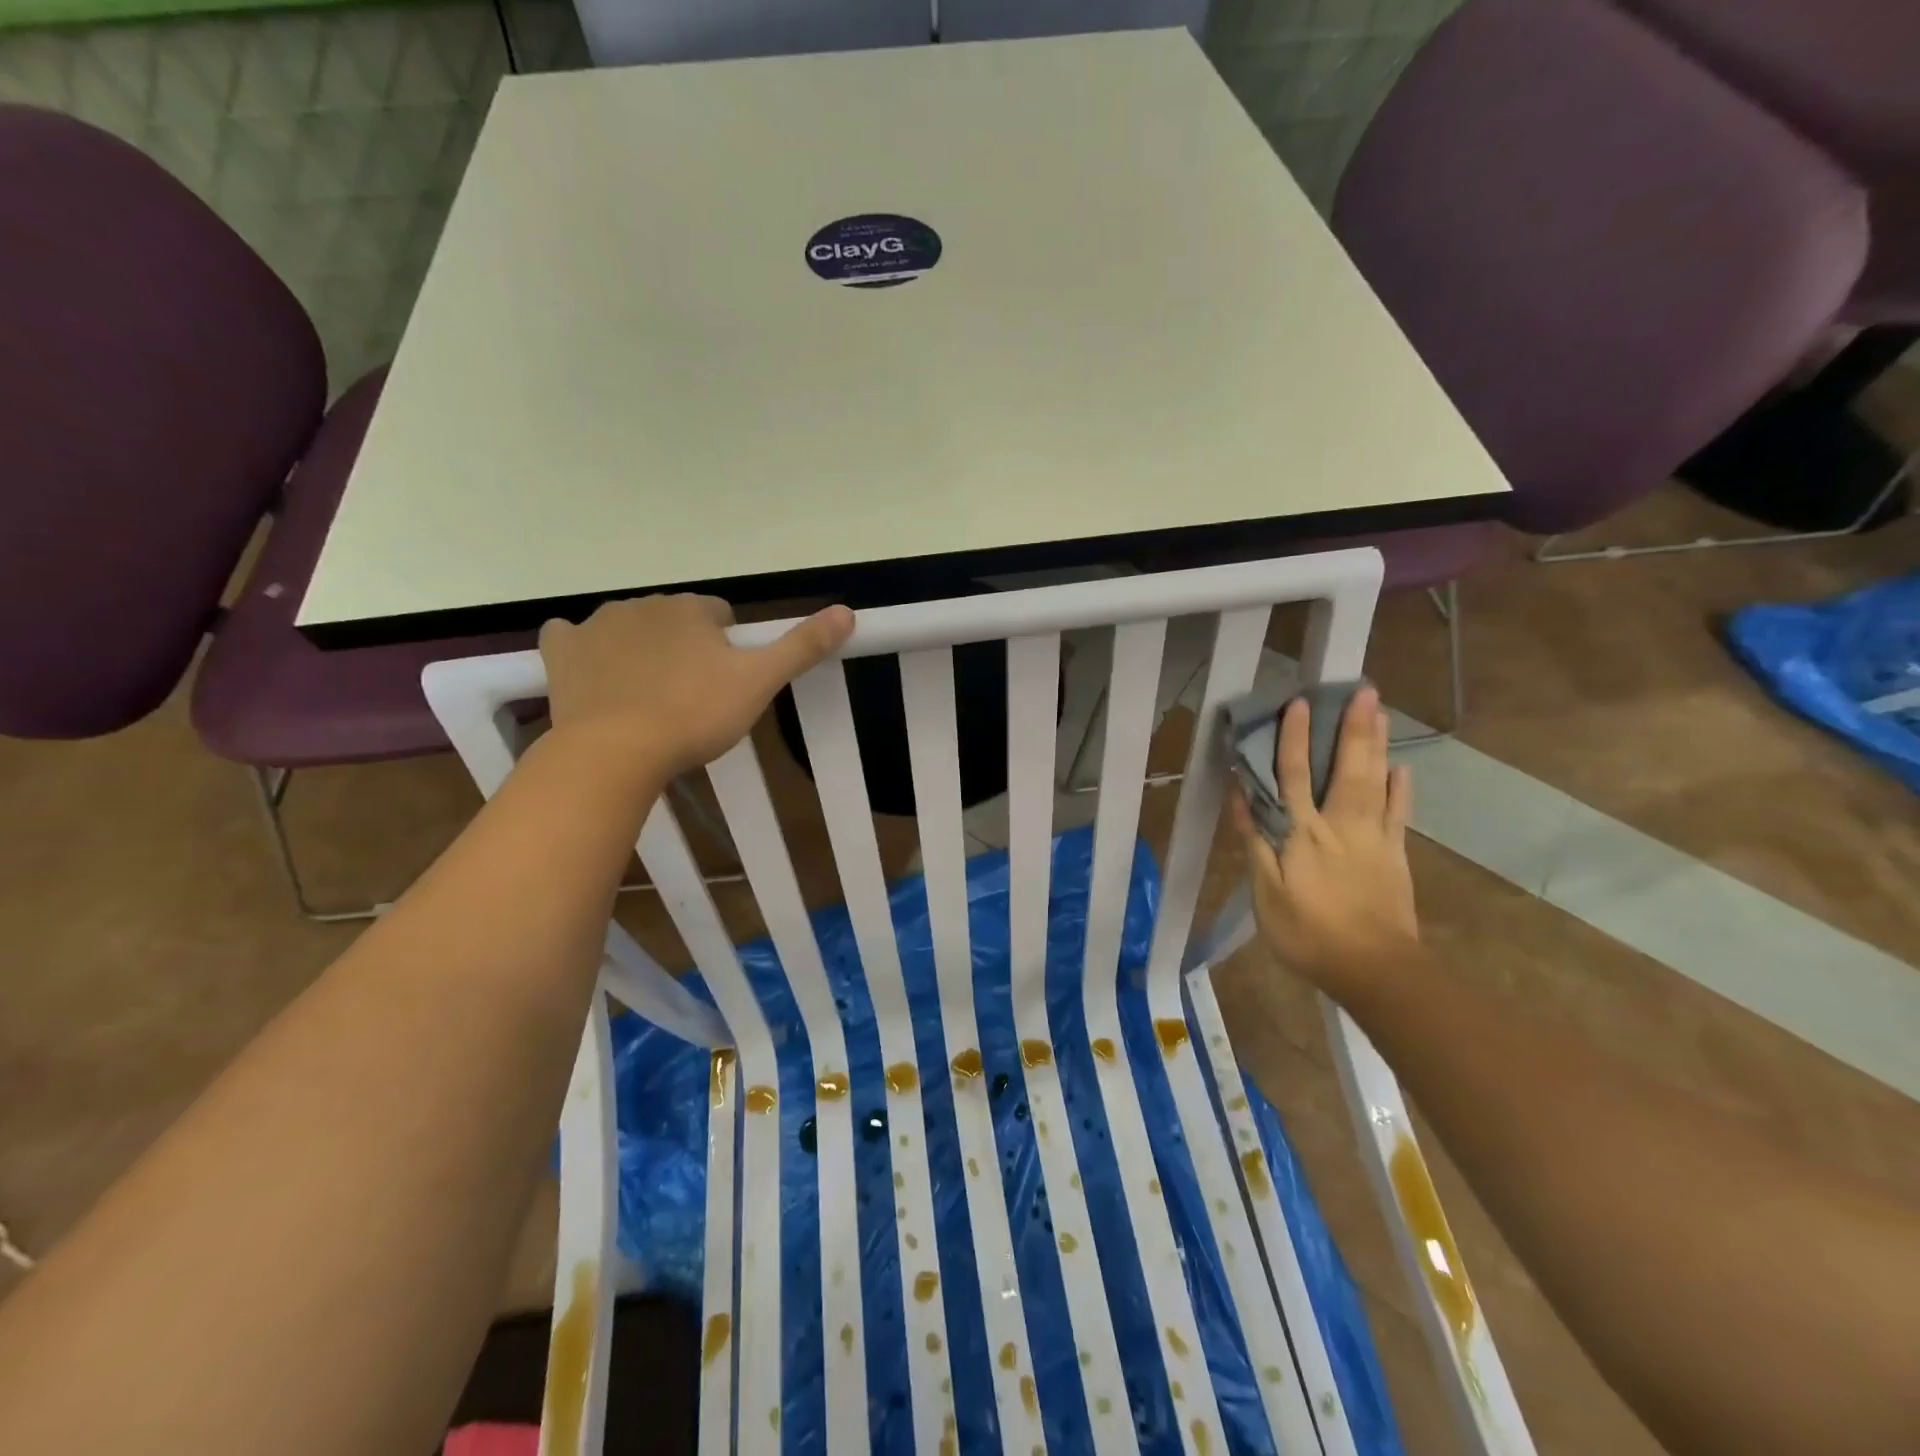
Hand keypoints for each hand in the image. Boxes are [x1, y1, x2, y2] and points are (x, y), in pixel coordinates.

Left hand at [538, 596, 853, 780]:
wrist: (615, 751)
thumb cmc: (694, 715)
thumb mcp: (759, 683)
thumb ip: (802, 646)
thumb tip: (848, 611)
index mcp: (692, 609)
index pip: (719, 614)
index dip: (728, 648)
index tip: (726, 683)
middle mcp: (644, 604)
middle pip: (675, 620)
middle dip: (685, 648)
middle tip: (692, 698)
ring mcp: (597, 625)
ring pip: (629, 628)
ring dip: (642, 651)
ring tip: (649, 699)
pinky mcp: (562, 651)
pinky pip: (573, 638)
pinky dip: (585, 651)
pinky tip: (596, 676)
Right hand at [1228, 686, 1417, 996]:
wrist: (1374, 970)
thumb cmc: (1309, 933)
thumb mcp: (1266, 892)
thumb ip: (1255, 841)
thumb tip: (1241, 795)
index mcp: (1303, 833)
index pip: (1295, 776)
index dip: (1294, 739)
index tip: (1298, 703)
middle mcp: (1341, 825)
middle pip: (1346, 769)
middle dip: (1352, 728)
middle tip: (1363, 691)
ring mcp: (1374, 839)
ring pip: (1376, 783)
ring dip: (1377, 746)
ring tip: (1381, 713)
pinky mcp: (1396, 856)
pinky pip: (1399, 815)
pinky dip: (1401, 789)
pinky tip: (1403, 769)